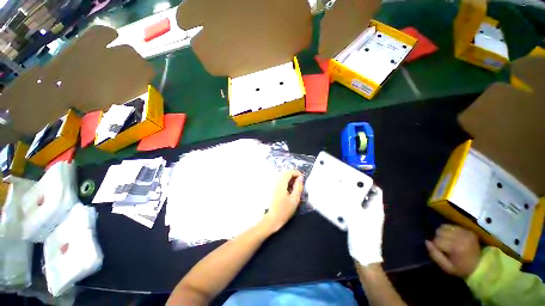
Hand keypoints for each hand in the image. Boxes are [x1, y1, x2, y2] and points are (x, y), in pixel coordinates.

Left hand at [262, 171, 303, 232]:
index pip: (288, 173)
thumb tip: (301, 177)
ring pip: (280, 176)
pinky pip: (278, 180)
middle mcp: (275, 182)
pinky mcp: (271, 188)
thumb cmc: (285, 210)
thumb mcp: (295, 199)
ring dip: (288, 178)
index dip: (296, 173)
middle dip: (292, 174)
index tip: (302, 177)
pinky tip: (288, 188)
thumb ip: (298, 187)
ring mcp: (272, 185)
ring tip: (295, 184)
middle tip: (299, 181)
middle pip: (283, 173)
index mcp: (281, 184)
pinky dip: (284, 181)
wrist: (272, 219)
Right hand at [345, 186, 384, 265]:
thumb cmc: (363, 235)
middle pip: (366, 195)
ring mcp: (366, 216)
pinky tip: (339, 202)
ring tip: (340, 189)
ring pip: (359, 202)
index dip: (368, 183)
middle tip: (345, 182)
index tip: (356, 177)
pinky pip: (354, 208)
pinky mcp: (359, 221)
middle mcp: (372, 210)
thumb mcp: (356, 216)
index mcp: (376, 208)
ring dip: (351, 196)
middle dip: (356, 188)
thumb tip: (344, 189)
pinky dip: (348, 204)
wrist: (364, 255)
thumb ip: (350, 202)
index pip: (376, 191)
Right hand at [425, 224, 480, 277]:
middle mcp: (460, 238)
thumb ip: (435, 255)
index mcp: (456, 248)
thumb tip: (427, 242)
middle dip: (438, 238)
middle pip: (439, 232)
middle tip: (443, 245)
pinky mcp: (468, 230)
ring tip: (447, 240)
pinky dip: (448, 230)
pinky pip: (451, 226)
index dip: (436, 246)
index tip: (440, 251)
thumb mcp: (446, 267)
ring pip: (444, 227)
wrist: (481, 266)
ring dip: (442, 233)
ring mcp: (465, 233)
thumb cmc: (461, 268)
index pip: (437, 240)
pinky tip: (452, 237)